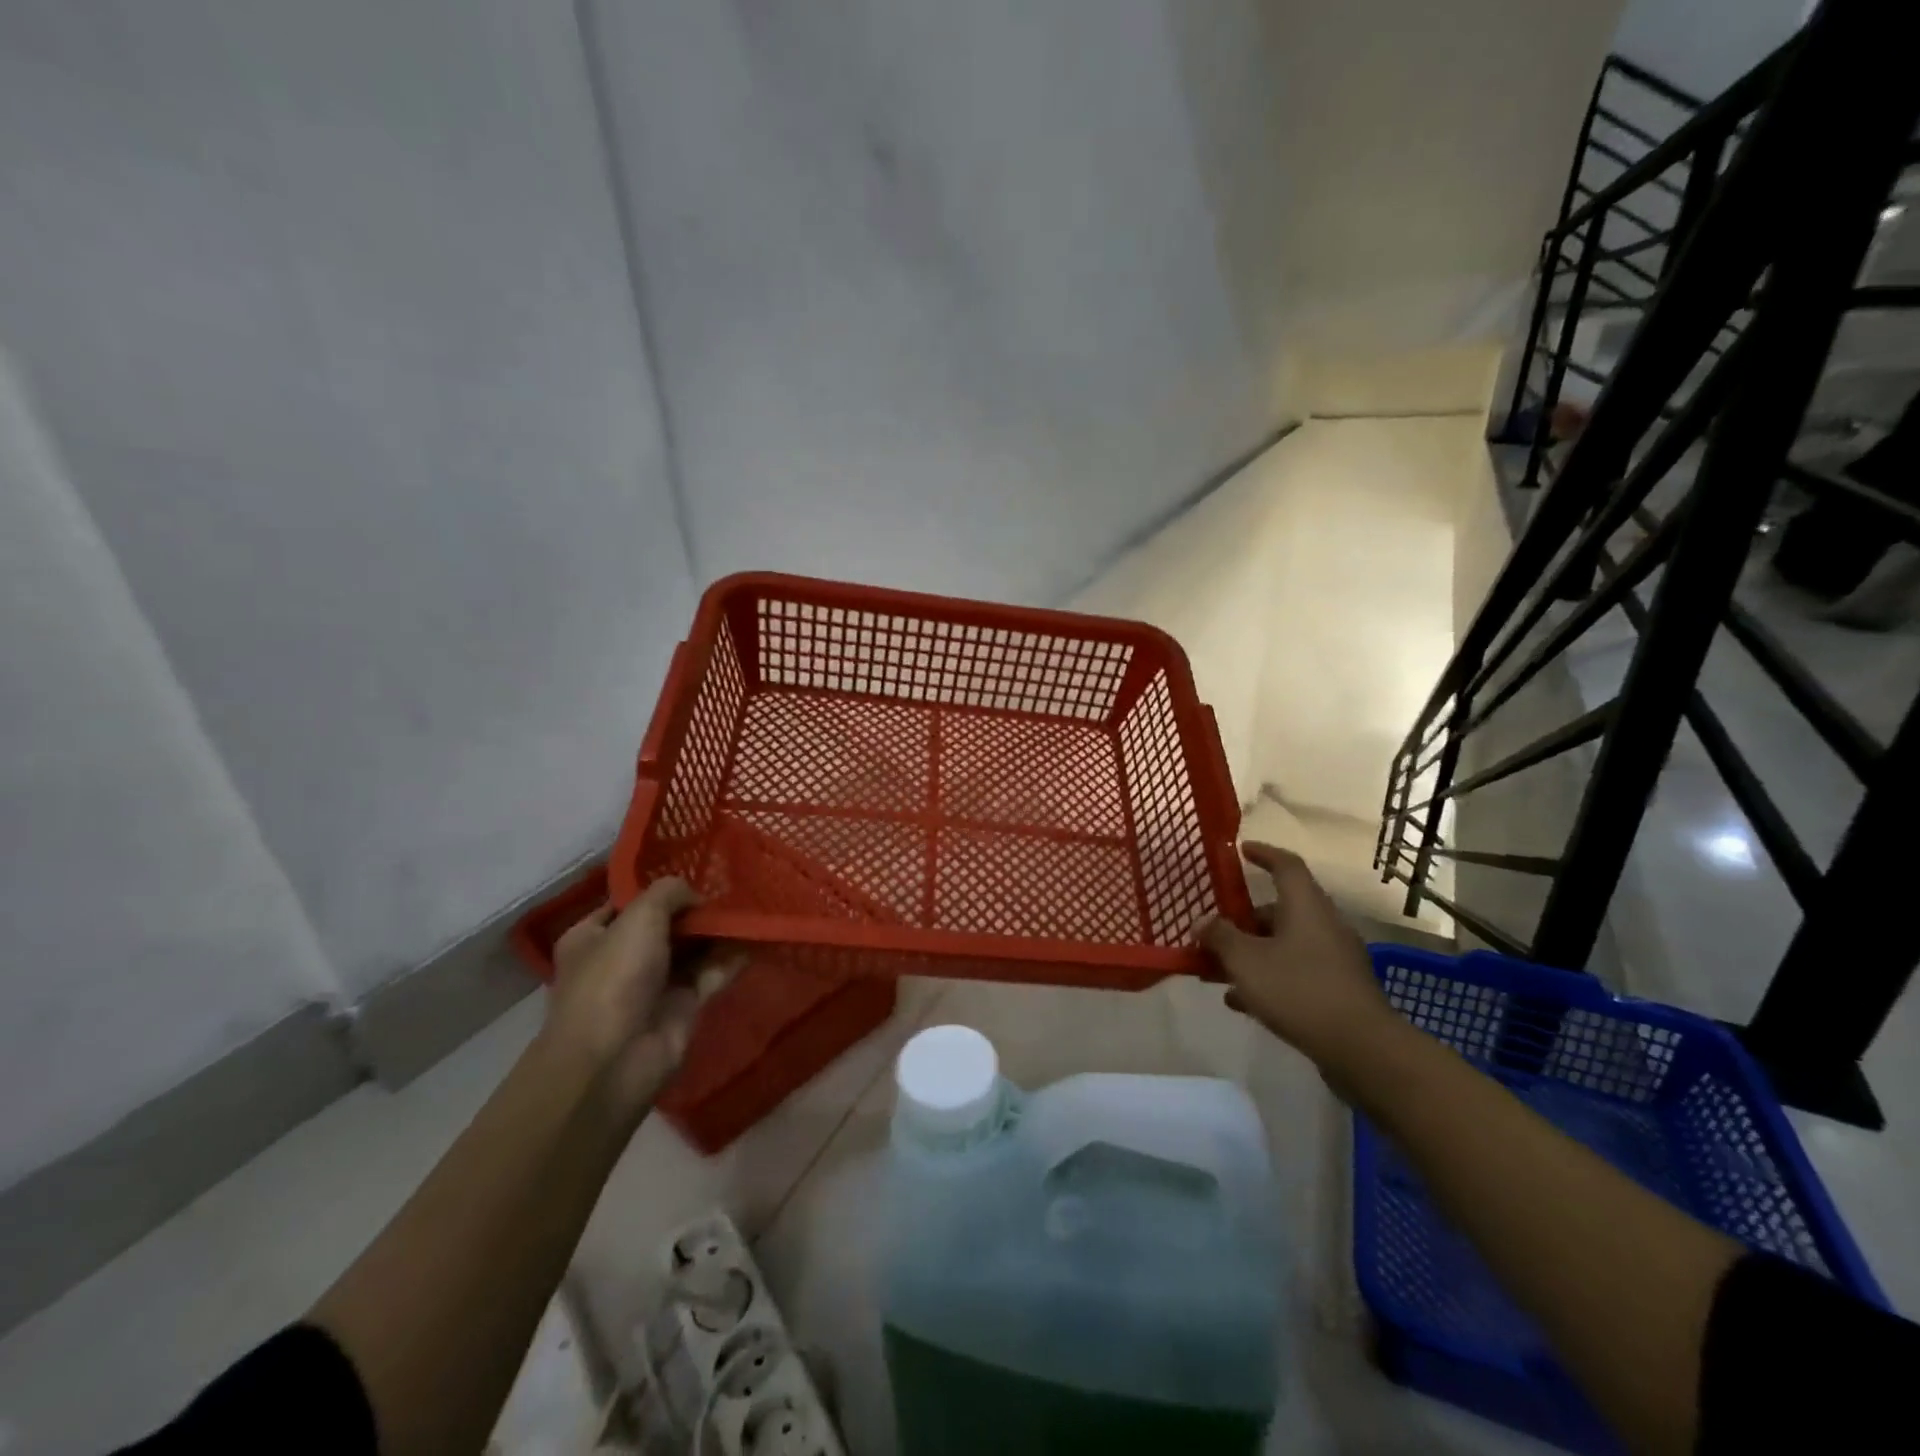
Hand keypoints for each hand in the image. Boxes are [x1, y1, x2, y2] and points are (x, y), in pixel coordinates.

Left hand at [544, 878, 741, 1120]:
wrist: (614, 1061)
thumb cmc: (614, 979)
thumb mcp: (639, 918)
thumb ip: (669, 893)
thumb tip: (695, 897)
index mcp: (593, 937)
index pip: (629, 903)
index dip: (659, 890)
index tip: (695, 877)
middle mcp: (621, 958)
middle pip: (665, 925)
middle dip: (695, 912)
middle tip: (730, 893)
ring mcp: (653, 984)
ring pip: (692, 950)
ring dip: (717, 933)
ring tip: (748, 910)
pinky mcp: (682, 1007)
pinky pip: (711, 974)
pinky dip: (731, 959)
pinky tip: (755, 939)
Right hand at [1199, 842, 1398, 1077]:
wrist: (1362, 1050)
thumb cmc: (1299, 990)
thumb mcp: (1246, 961)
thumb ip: (1220, 937)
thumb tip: (1203, 921)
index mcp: (1306, 906)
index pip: (1286, 865)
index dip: (1263, 853)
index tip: (1241, 850)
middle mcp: (1324, 925)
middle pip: (1280, 909)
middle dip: (1243, 919)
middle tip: (1213, 930)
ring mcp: (1334, 959)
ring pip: (1284, 944)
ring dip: (1251, 953)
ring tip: (1216, 971)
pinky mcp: (1337, 990)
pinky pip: (1294, 972)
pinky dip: (1268, 977)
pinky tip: (1241, 1000)